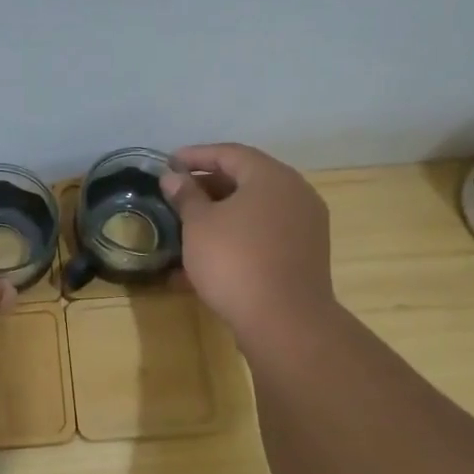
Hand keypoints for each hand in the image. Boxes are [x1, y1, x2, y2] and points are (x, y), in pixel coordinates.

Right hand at [160, 143, 336, 348]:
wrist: (284, 320)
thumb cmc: (235, 261)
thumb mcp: (199, 225)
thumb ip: (186, 196)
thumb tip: (173, 177)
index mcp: (271, 177)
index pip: (230, 153)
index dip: (196, 156)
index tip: (169, 163)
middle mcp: (295, 193)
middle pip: (246, 179)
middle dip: (208, 185)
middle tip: (178, 194)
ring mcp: (305, 225)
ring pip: (256, 209)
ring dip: (223, 212)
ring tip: (190, 224)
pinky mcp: (305, 254)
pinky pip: (266, 233)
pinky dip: (239, 234)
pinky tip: (213, 253)